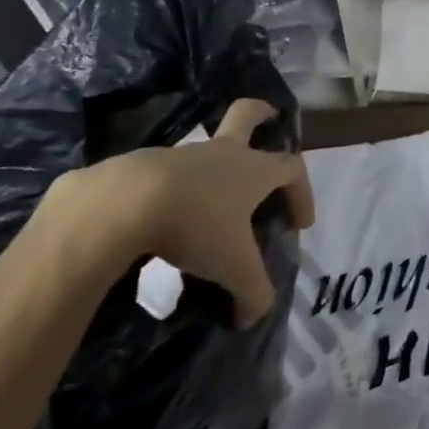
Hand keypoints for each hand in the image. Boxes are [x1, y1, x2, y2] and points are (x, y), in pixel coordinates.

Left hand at [37, 99, 313, 324]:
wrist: (124, 204)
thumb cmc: (196, 226)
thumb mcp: (235, 268)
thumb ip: (253, 293)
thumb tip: (251, 315)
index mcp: (253, 169)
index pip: (293, 167)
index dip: (304, 192)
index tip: (301, 224)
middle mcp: (222, 153)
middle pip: (247, 115)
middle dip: (261, 113)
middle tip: (269, 116)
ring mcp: (182, 155)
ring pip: (206, 149)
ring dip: (215, 166)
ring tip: (210, 204)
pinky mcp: (145, 165)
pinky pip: (169, 174)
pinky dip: (175, 191)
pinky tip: (166, 222)